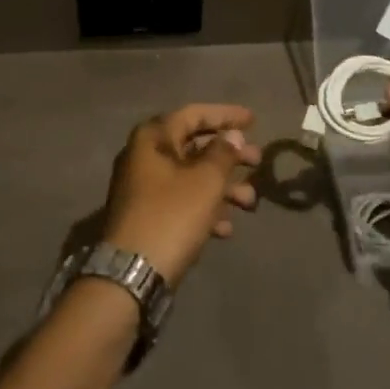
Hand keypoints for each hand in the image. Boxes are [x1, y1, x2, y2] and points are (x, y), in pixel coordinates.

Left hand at [101, 104, 261, 285]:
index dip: (225, 115)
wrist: (131, 274)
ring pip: (191, 177)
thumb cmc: (171, 216)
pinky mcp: (147, 216)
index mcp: (153, 138)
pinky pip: (182, 202)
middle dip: (229, 154)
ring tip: (251, 202)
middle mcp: (145, 156)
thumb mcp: (205, 181)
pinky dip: (205, 208)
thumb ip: (223, 153)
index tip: (254, 120)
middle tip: (258, 161)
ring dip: (223, 186)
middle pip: (194, 146)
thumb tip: (232, 135)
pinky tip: (227, 228)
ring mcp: (144, 188)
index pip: (193, 114)